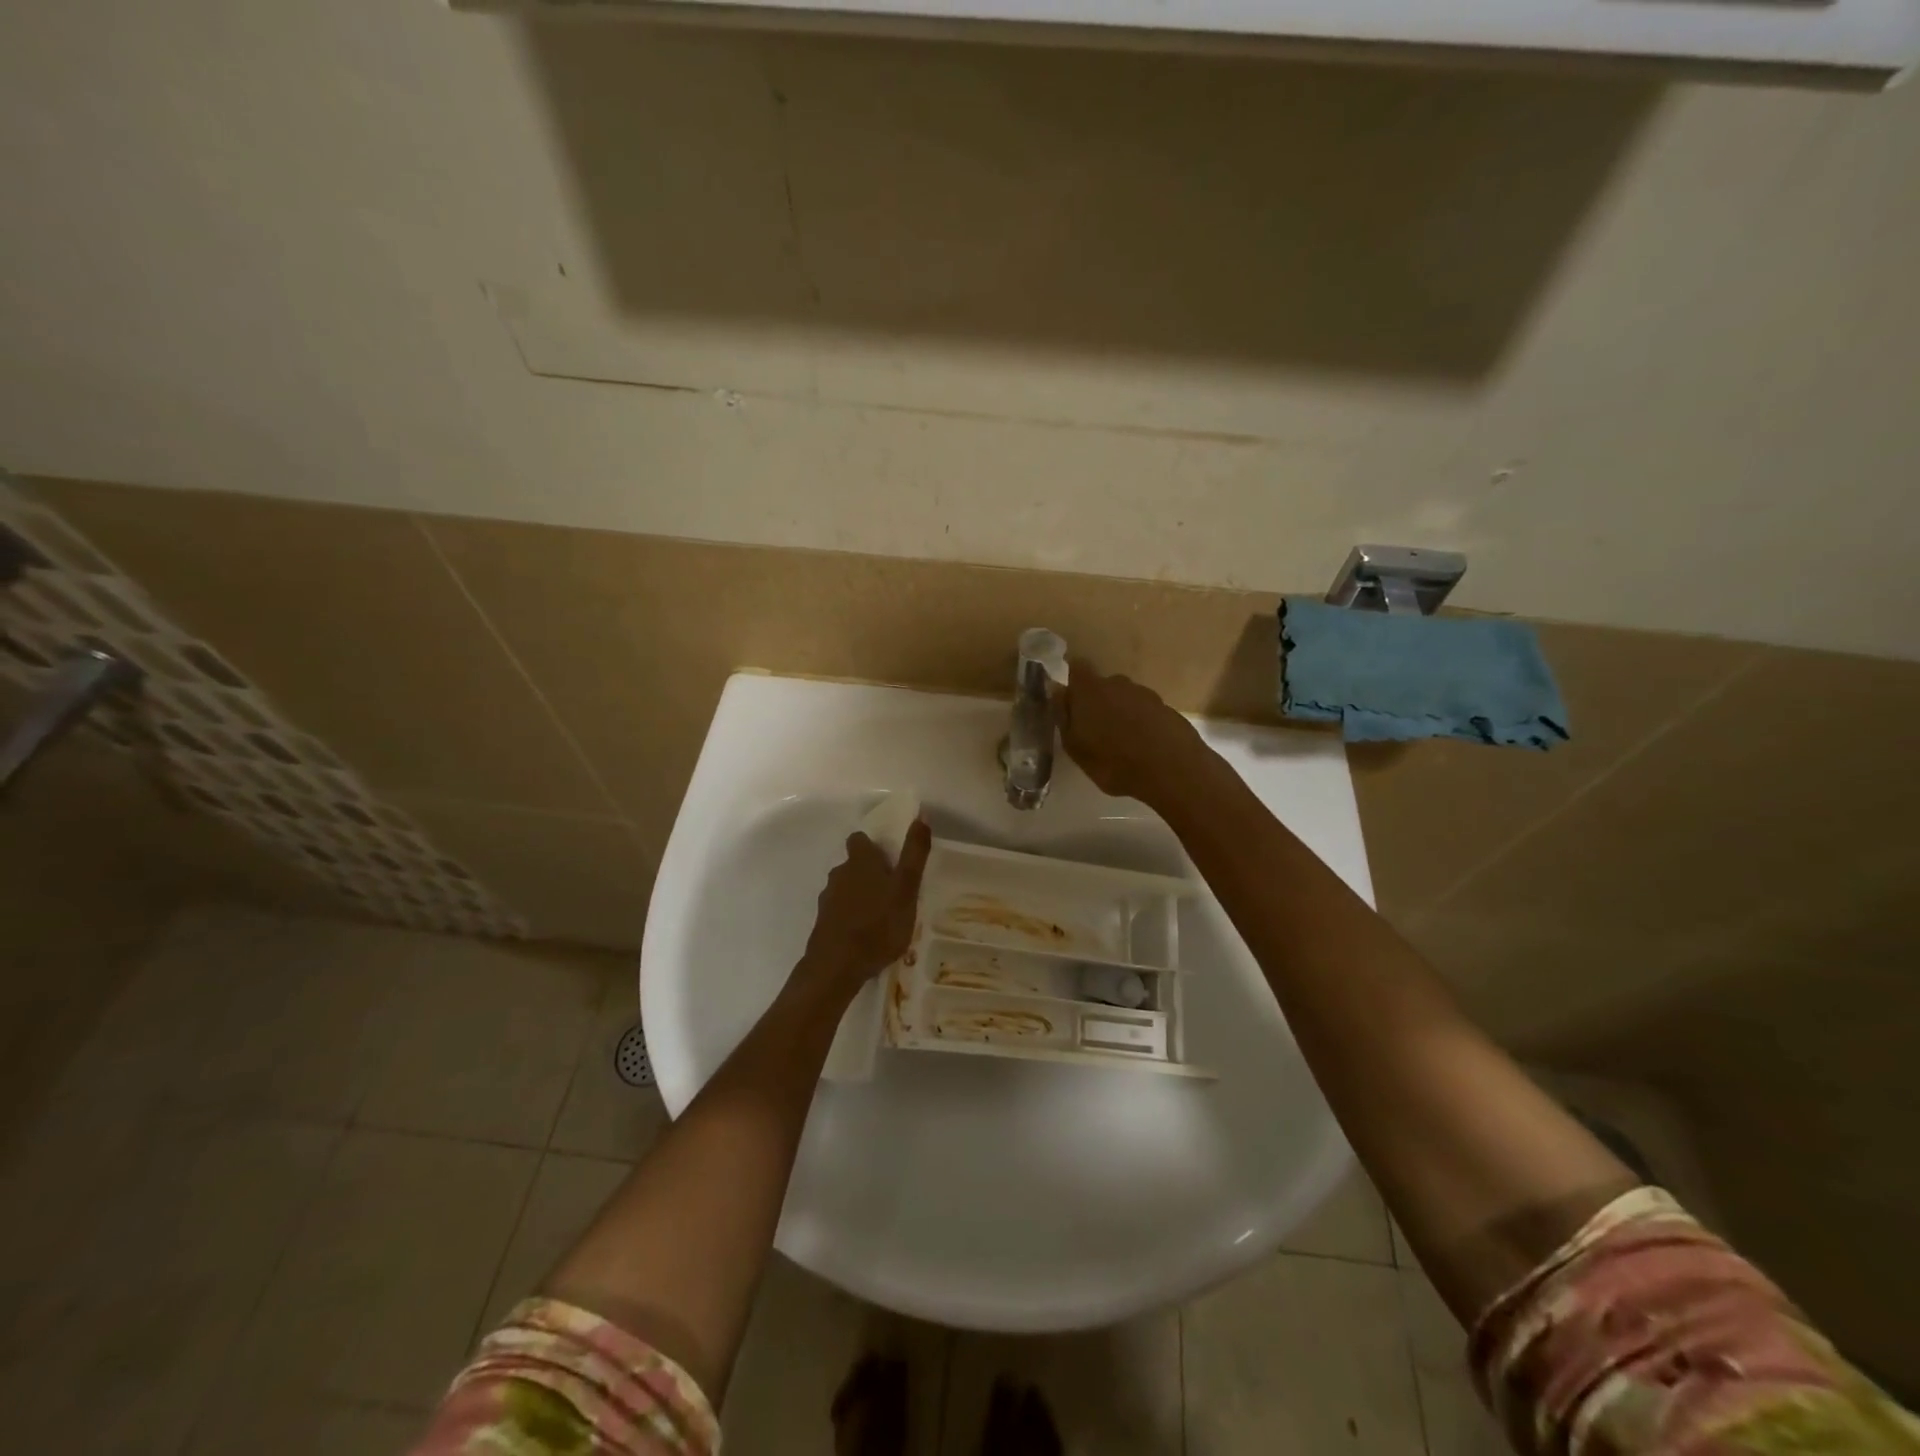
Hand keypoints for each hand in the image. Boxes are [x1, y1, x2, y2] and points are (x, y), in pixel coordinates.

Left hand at [794, 819, 932, 1003]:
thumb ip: (914, 854)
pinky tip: (866, 934)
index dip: (874, 845)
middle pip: (854, 864)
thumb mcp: (906, 888)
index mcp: (860, 861)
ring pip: (846, 888)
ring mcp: (827, 899)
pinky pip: (840, 911)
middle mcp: (839, 874)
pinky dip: (852, 916)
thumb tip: (921, 816)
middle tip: (893, 890)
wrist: (837, 967)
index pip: (860, 839)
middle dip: (870, 873)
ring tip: (882, 915)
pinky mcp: (823, 923)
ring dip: (861, 896)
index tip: (890, 858)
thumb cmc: (878, 924)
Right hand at [1059, 667, 1206, 804]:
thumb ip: (1063, 716)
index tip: (1068, 697)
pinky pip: (1144, 712)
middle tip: (1092, 729)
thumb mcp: (1075, 746)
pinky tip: (1140, 747)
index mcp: (1090, 689)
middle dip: (1095, 701)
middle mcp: (1118, 683)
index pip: (1076, 667)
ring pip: (1124, 698)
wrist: (1172, 770)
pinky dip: (1139, 724)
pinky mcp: (1166, 709)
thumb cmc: (1113, 761)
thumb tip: (1057, 691)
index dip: (1071, 678)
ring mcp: (1146, 694)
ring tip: (1118, 742)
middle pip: (1101, 685)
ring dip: (1119, 713)